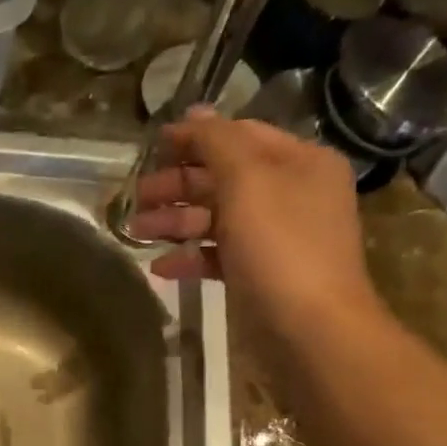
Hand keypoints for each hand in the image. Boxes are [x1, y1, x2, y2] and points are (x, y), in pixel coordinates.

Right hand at [131, 107, 381, 336]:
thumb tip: (193, 113)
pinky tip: (161, 268)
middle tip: (137, 198)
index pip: (239, 135)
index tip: (151, 147)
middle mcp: (291, 195)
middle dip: (178, 186)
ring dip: (176, 223)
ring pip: (217, 219)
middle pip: (224, 178)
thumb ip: (217, 143)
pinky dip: (191, 259)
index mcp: (299, 162)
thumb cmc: (281, 249)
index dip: (195, 138)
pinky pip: (219, 257)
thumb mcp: (248, 182)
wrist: (310, 332)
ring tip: (136, 233)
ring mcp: (276, 239)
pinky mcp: (260, 277)